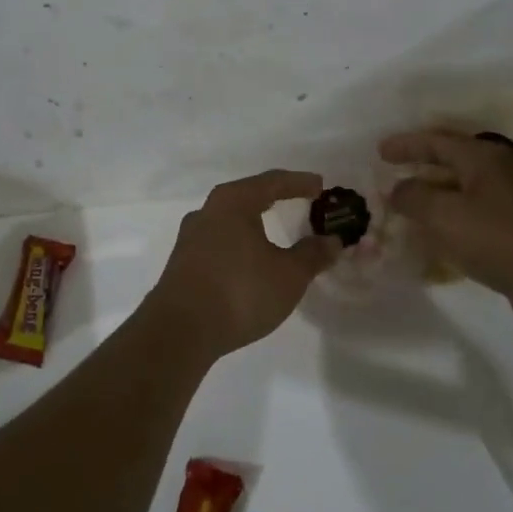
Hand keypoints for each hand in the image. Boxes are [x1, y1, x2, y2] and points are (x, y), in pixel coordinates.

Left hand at [146, 169, 341, 361]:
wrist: (180, 329)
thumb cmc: (240, 291)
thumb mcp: (288, 275)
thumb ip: (312, 255)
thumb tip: (332, 240)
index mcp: (233, 201)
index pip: (272, 182)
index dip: (299, 183)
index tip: (320, 185)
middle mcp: (208, 210)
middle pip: (248, 195)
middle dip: (275, 198)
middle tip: (300, 202)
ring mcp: (191, 236)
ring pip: (230, 219)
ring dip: (255, 221)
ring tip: (275, 230)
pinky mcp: (183, 261)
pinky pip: (219, 240)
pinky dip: (240, 241)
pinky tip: (249, 258)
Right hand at [381, 130, 512, 336]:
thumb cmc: (497, 239)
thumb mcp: (443, 215)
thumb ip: (412, 197)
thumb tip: (397, 190)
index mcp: (482, 157)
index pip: (436, 141)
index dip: (405, 145)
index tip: (379, 152)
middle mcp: (498, 171)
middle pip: (451, 160)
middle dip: (420, 166)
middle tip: (391, 172)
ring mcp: (511, 200)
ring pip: (462, 188)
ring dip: (433, 193)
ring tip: (407, 204)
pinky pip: (472, 212)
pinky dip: (449, 216)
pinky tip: (435, 233)